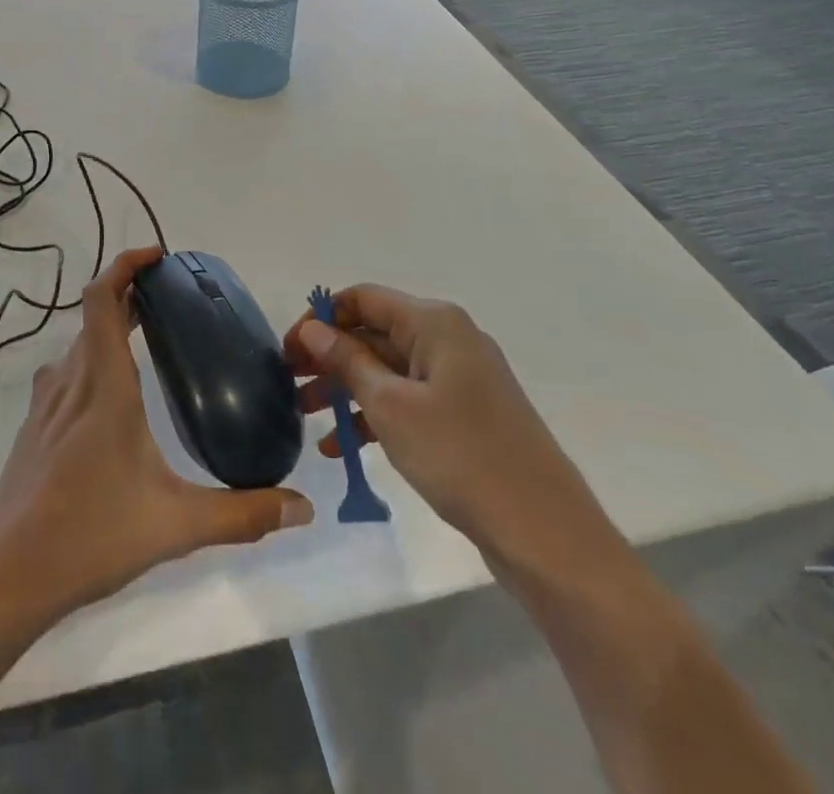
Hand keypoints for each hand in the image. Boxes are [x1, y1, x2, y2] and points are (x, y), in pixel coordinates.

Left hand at [0, 246, 312, 638]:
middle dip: (129, 297)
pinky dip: (91, 360)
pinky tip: (113, 399)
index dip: (124, 266)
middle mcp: (70, 382)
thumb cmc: (90, 537)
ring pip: (78, 346)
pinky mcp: (33, 429)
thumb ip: (242, 514)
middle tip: (170, 301)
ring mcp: (45, 405)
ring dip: (109, 330)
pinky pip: (65, 374)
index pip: (102, 299)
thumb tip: (303, 507)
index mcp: (103, 385)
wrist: (5, 580)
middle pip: (94, 317)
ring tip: (147, 340)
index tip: (157, 258)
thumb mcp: (176, 525)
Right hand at [284, 285, 626, 584]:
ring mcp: (459, 380)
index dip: (320, 319)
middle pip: (374, 333)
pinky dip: (374, 415)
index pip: (363, 299)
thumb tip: (313, 329)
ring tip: (305, 418)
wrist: (546, 534)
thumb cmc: (461, 456)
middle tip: (288, 385)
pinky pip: (408, 401)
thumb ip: (348, 361)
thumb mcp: (391, 406)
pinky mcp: (464, 416)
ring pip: (388, 370)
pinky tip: (341, 446)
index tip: (288, 351)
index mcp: (434, 323)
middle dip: (330, 357)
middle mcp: (448, 339)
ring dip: (346, 389)